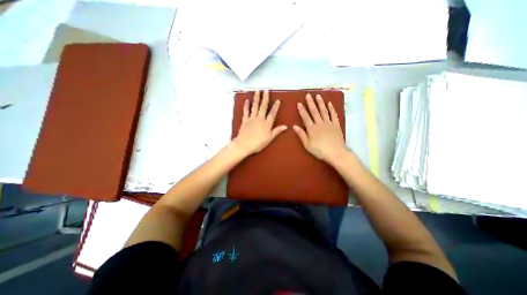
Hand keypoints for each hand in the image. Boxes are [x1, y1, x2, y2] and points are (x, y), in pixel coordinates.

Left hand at [231, 88, 285, 153]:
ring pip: (255, 106)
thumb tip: (286, 126)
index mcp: (267, 123)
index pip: (272, 113)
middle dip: (265, 98)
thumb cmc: (258, 143)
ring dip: (256, 98)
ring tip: (257, 91)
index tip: (278, 100)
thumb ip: (277, 131)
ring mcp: (252, 118)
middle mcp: (260, 118)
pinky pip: (246, 111)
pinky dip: (246, 106)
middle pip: (263, 106)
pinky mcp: (245, 120)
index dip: (275, 107)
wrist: (244, 144)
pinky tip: (247, 100)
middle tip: (266, 90)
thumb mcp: (270, 138)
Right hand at [294, 94, 348, 162]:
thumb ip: (301, 135)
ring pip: (324, 111)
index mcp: (312, 128)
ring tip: (318, 96)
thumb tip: (294, 126)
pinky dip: (331, 109)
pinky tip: (329, 103)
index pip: (305, 117)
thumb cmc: (319, 150)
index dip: (302, 110)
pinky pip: (333, 115)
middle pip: (314, 111)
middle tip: (308, 95)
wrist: (335, 153)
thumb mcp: (307, 145)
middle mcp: (320, 123)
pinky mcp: (336, 125)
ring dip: (320, 103)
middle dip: (311, 103)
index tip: (299, 103)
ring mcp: (329, 123)